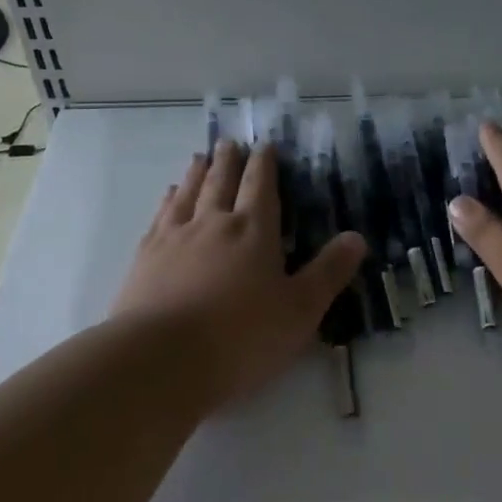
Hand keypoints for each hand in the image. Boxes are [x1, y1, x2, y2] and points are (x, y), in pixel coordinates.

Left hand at [111, 139, 365, 408]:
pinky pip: (160, 216)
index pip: (260, 187)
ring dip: (196, 173)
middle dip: (229, 161)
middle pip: (221, 182)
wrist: (161, 359)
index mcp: (253, 231)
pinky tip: (168, 197)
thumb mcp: (300, 311)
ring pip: (189, 193)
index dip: (264, 164)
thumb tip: (357, 237)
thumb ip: (328, 272)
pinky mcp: (145, 257)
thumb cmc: (241, 337)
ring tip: (200, 158)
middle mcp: (213, 223)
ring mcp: (174, 237)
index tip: (264, 145)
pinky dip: (168, 200)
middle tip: (229, 142)